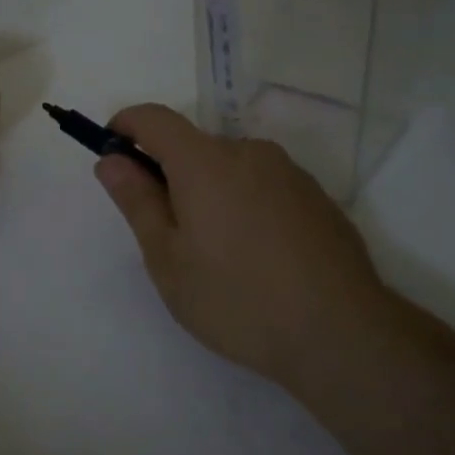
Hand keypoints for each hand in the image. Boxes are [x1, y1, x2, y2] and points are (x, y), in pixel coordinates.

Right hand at [93, 104, 393, 389]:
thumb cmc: (238, 299)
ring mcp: (289, 173)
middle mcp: (249, 153)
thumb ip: (137, 202)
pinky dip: (244, 204)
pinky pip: (264, 186)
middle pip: (194, 146)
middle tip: (167, 233)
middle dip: (169, 174)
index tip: (113, 153)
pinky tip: (256, 257)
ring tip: (216, 253)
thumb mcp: (168, 259)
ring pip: (230, 167)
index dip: (126, 126)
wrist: (343, 335)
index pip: (154, 119)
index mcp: (205, 162)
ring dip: (209, 191)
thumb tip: (112, 160)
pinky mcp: (317, 198)